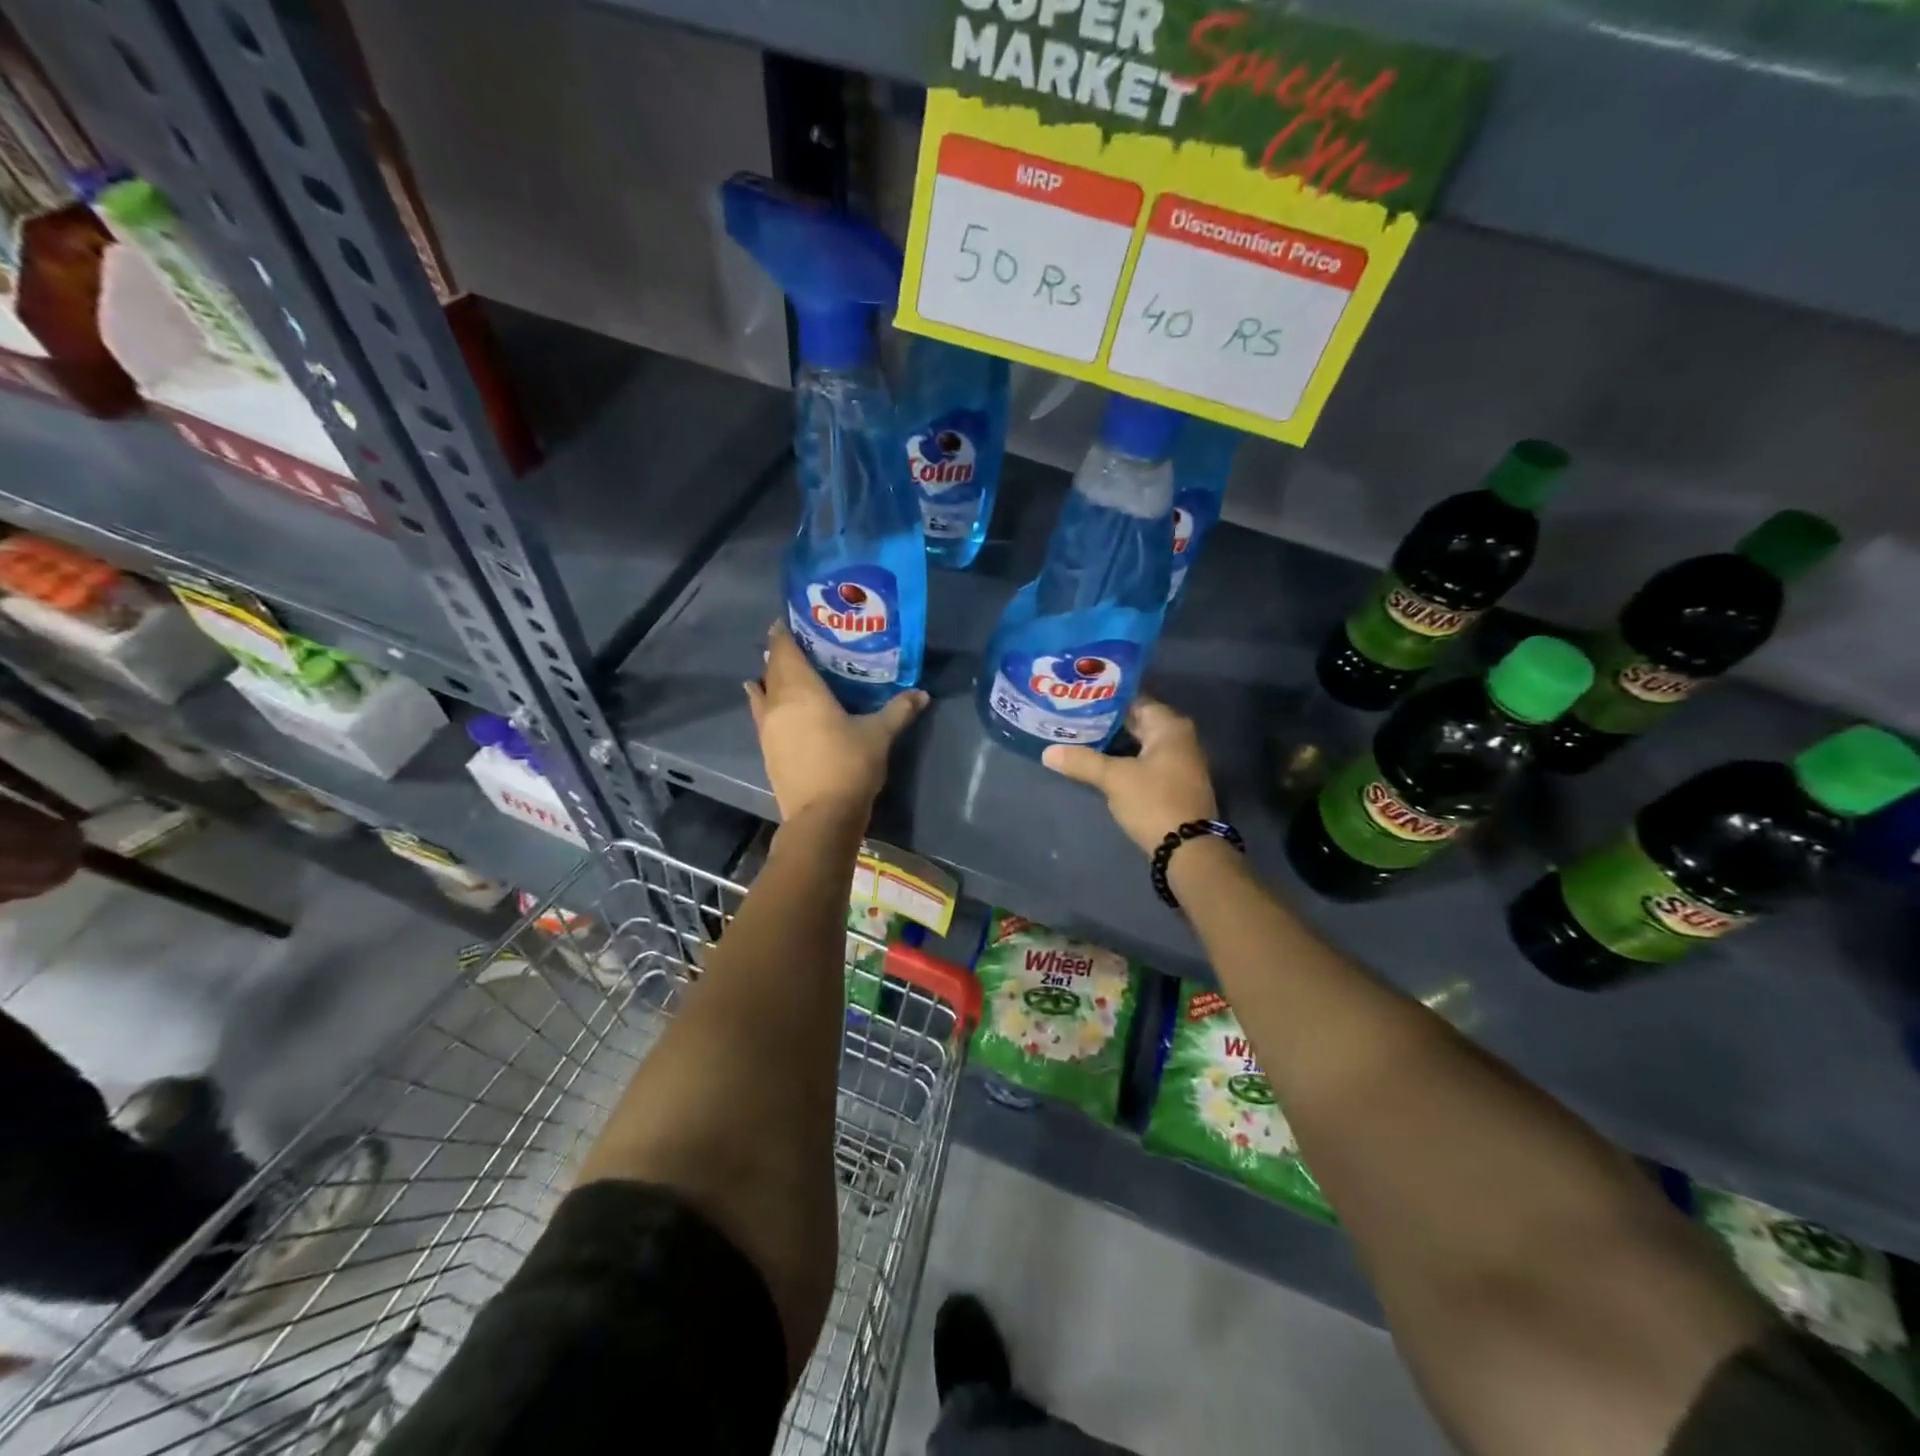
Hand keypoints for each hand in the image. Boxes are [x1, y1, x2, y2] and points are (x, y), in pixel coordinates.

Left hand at [744, 624, 928, 820]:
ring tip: (781, 669)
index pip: (786, 651)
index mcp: (802, 690)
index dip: (784, 633)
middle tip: (797, 643)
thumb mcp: (879, 735)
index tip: (789, 621)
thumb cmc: (849, 766)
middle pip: (772, 668)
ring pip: (763, 691)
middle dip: (781, 653)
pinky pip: (761, 714)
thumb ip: (899, 710)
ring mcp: (767, 727)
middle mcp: (778, 702)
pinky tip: (767, 702)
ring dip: (770, 677)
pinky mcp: (766, 749)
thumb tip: (922, 693)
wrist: (821, 816)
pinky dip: (763, 701)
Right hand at [1043, 696, 1218, 853]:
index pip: (1135, 699)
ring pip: (1139, 743)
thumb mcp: (1114, 779)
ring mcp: (1178, 762)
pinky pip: (1143, 761)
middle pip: (1138, 721)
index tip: (1080, 694)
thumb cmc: (1154, 801)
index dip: (1107, 696)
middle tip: (1073, 714)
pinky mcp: (1173, 783)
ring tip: (1079, 735)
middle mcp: (1179, 738)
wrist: (1188, 849)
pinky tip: (1099, 761)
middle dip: (1107, 719)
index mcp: (1170, 727)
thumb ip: (1082, 761)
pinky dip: (1123, 758)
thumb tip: (1047, 752)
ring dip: (1114, 741)